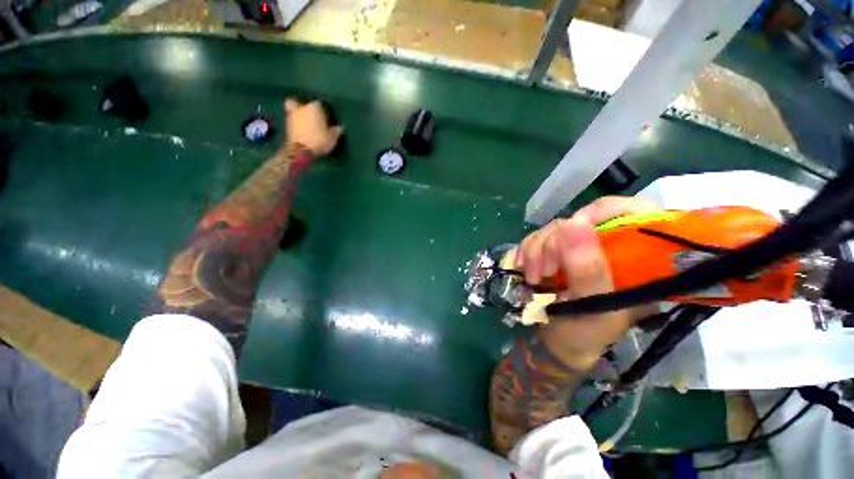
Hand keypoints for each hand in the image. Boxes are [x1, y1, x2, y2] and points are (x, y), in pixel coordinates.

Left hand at [284, 99, 342, 155]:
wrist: (301, 150)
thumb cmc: (319, 141)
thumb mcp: (332, 138)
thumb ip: (336, 131)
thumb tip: (339, 128)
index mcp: (315, 107)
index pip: (321, 105)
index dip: (324, 112)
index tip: (327, 119)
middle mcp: (302, 107)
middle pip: (306, 105)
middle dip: (309, 111)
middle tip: (315, 119)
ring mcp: (292, 114)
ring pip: (296, 109)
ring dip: (301, 115)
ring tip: (307, 124)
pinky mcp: (287, 123)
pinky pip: (292, 119)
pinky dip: (295, 122)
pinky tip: (301, 128)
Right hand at [516, 196, 660, 368]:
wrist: (557, 343)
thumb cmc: (585, 333)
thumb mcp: (593, 307)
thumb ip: (588, 270)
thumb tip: (575, 222)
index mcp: (637, 259)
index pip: (633, 212)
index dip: (602, 213)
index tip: (572, 232)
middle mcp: (609, 247)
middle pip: (580, 220)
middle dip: (554, 243)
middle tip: (545, 272)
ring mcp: (579, 248)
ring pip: (553, 229)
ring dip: (535, 251)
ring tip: (533, 278)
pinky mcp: (556, 252)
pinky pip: (536, 238)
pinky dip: (526, 252)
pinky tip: (524, 269)